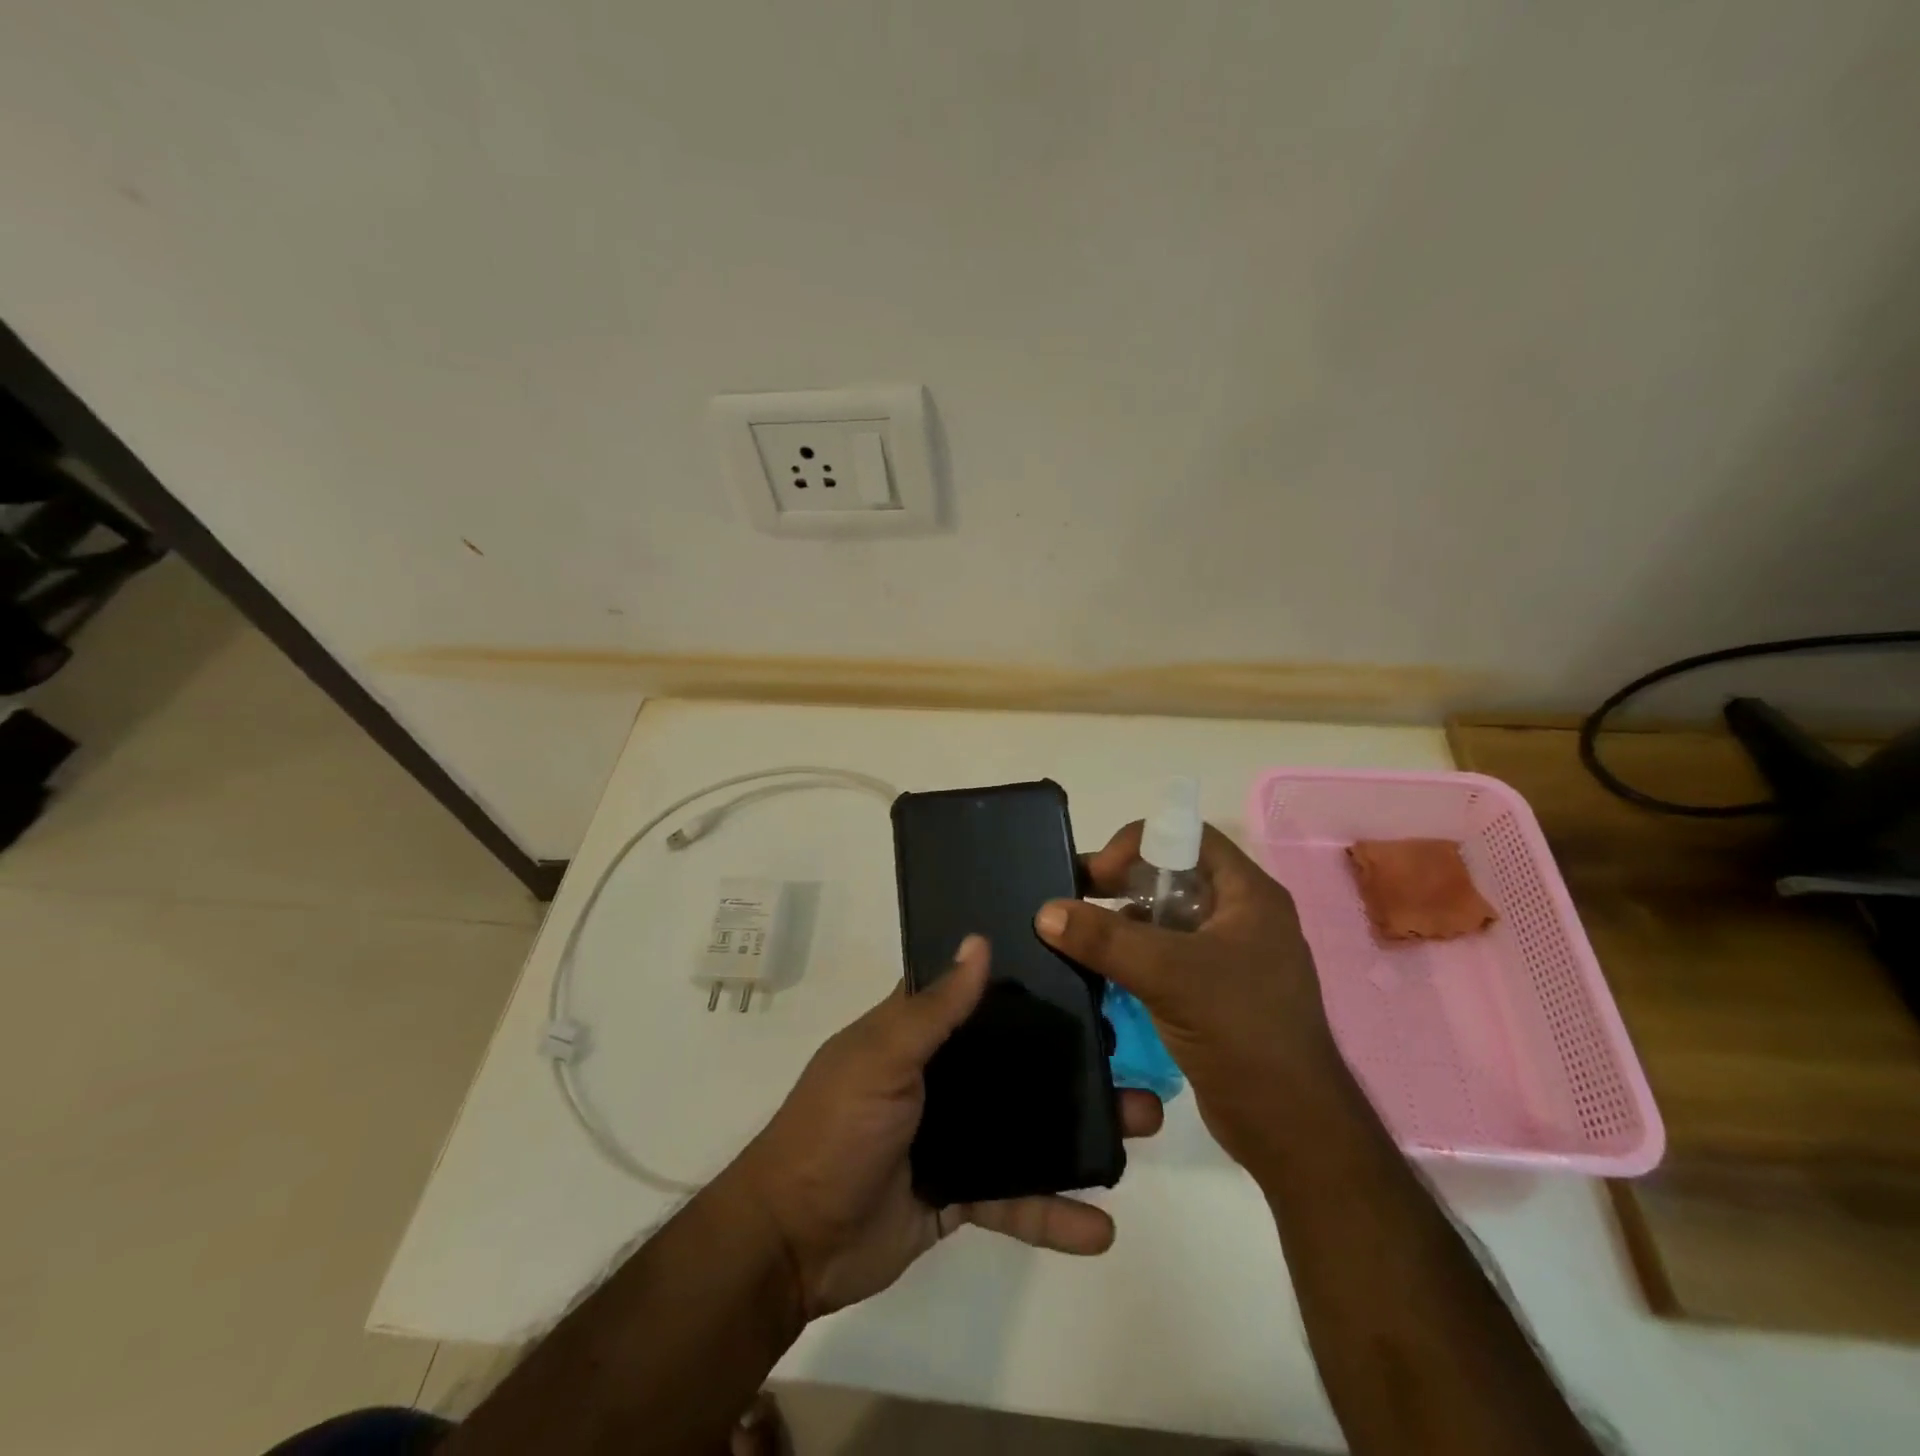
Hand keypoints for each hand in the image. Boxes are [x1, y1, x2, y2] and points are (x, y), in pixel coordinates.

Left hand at [728, 935, 1163, 1319]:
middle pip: (1018, 1060)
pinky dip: (1053, 1213)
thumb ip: (933, 1008)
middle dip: (1073, 1058)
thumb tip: (980, 941)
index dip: (1025, 979)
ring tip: (1140, 1127)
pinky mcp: (962, 1193)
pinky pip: (1016, 1198)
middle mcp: (943, 1075)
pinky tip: (1101, 1228)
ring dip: (1081, 1130)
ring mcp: (956, 1134)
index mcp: (918, 1033)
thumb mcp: (881, 1057)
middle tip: (1132, 1052)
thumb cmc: (835, 1129)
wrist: (793, 1243)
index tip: (1084, 967)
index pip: (978, 993)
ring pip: (1029, 1126)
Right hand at [1035, 821, 1341, 1167]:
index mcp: (1249, 895)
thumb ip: (1105, 939)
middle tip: (1074, 901)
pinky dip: (1133, 958)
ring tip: (1078, 938)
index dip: (1140, 844)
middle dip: (1122, 885)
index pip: (1189, 838)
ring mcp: (1230, 958)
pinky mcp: (1215, 994)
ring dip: (1123, 924)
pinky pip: (1167, 958)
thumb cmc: (1242, 1032)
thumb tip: (1045, 912)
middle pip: (1173, 877)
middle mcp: (1242, 917)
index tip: (1099, 876)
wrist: (1292, 1131)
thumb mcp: (1169, 975)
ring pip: (1166, 920)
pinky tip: (1100, 973)